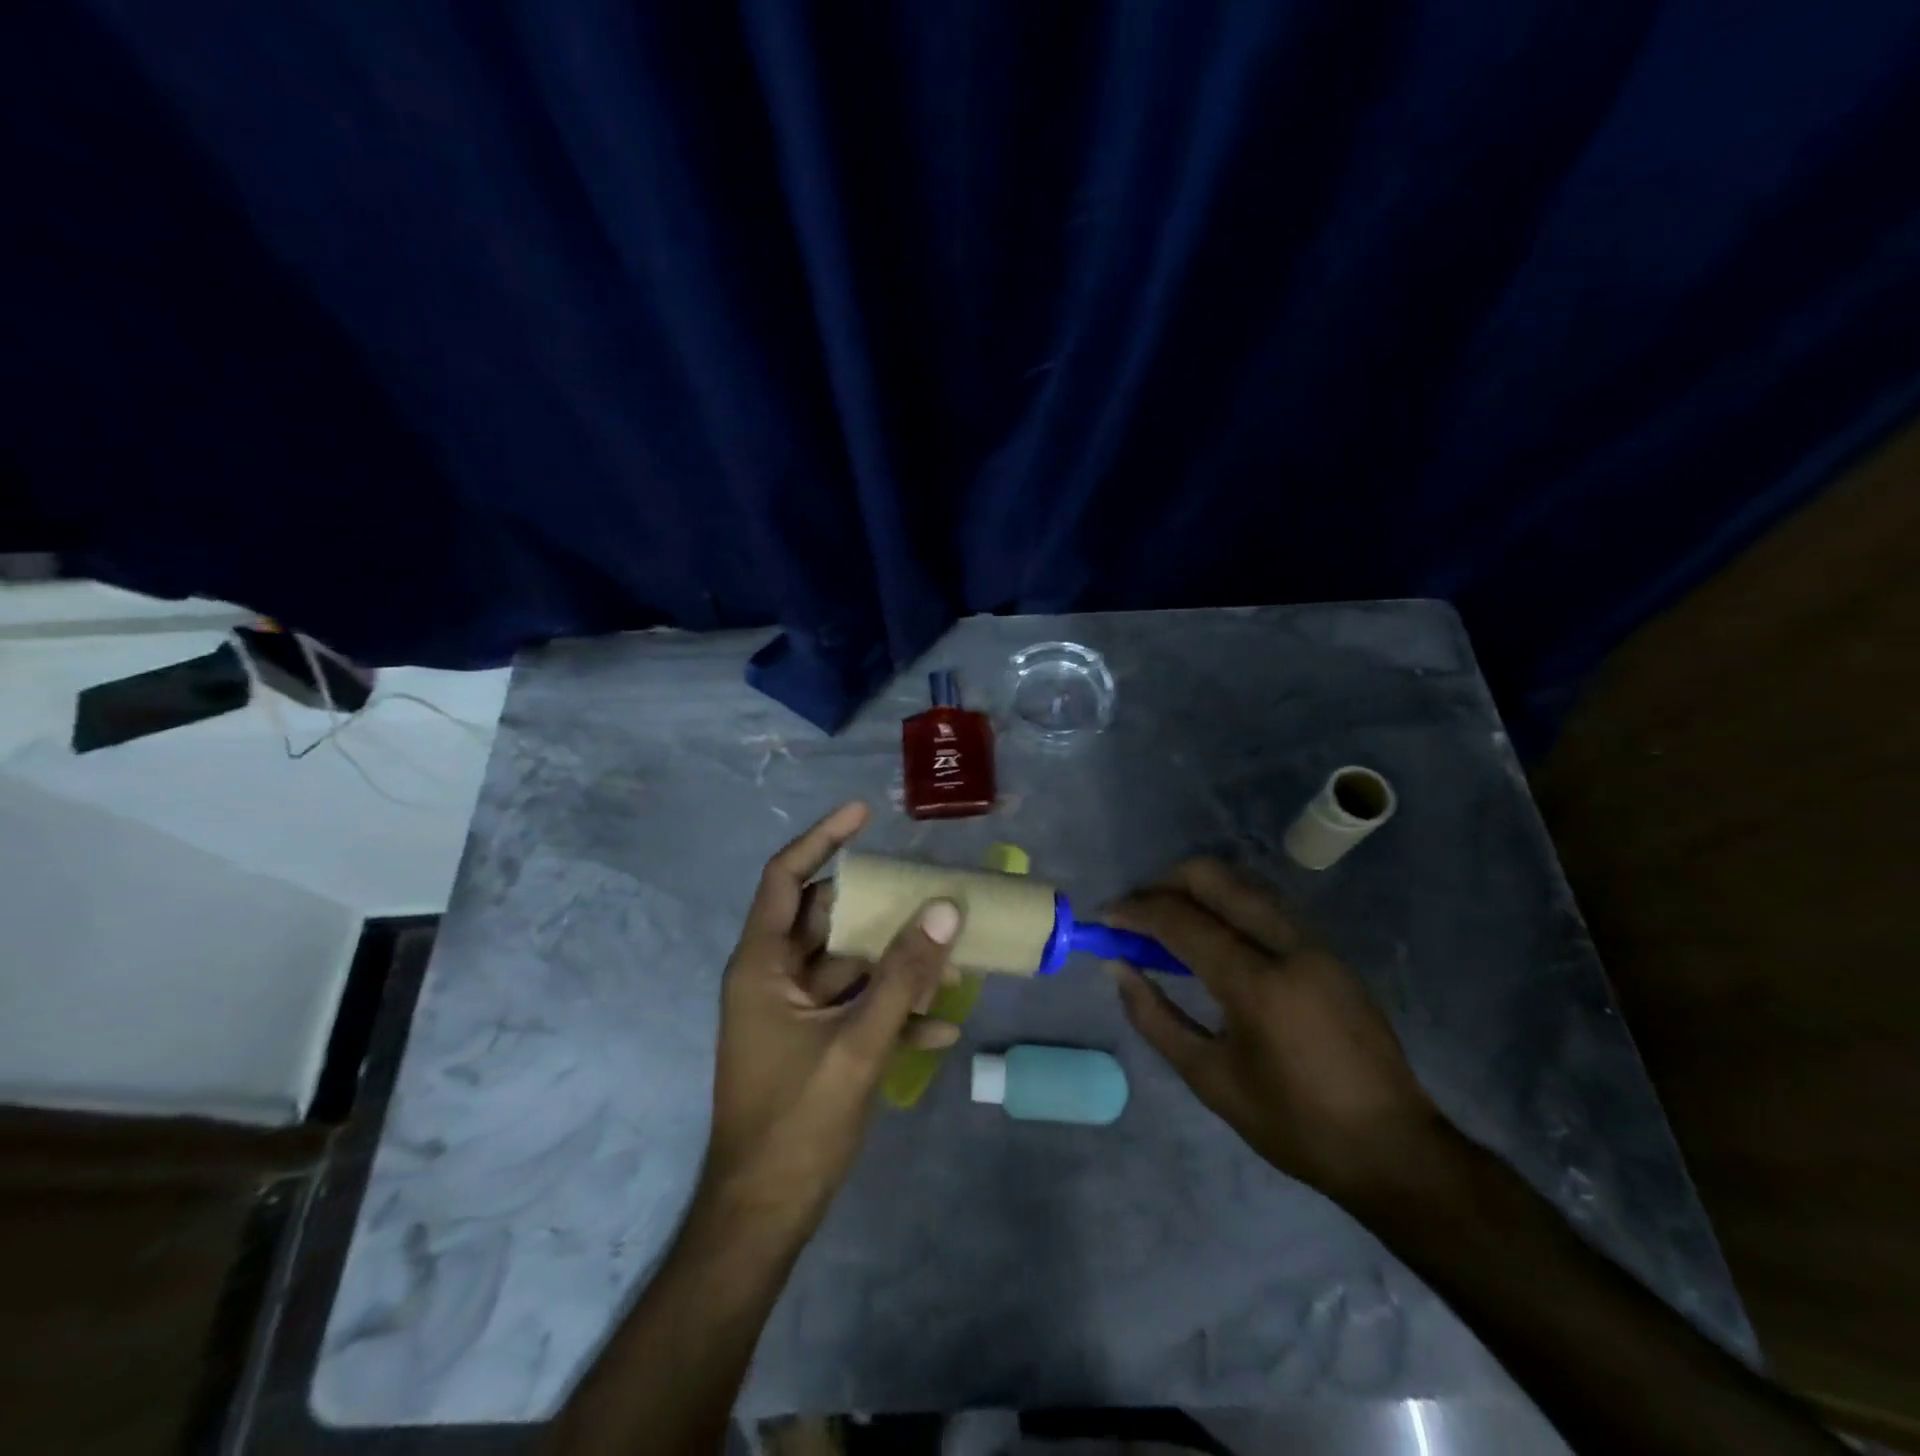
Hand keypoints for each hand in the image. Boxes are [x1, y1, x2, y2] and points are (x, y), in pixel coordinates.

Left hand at [697, 801, 961, 1231]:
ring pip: (851, 964)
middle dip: (882, 908)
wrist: (763, 1218)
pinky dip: (894, 1010)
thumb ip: (903, 977)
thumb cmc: (796, 1124)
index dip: (823, 839)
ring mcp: (794, 1011)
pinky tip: (941, 1031)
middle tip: (929, 890)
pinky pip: (857, 1007)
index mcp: (762, 965)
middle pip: (829, 918)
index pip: (787, 877)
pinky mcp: (814, 1042)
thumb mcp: (857, 1045)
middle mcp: (774, 976)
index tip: (865, 813)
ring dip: (898, 964)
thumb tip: (944, 912)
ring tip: (954, 962)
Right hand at [1103, 858, 1452, 1203]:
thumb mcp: (1210, 1079)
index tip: (1104, 918)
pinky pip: (1266, 906)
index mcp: (1257, 984)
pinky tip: (1212, 938)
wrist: (1394, 1150)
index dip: (1136, 911)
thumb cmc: (1293, 1125)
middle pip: (1215, 878)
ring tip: (1167, 922)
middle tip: (1136, 913)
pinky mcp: (1329, 951)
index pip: (1182, 920)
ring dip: (1197, 891)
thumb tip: (1117, 968)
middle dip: (1164, 883)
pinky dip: (1227, 906)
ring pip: (1243, 884)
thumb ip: (1155, 1017)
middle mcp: (1288, 946)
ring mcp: (1315, 943)